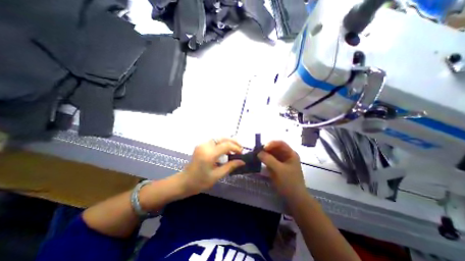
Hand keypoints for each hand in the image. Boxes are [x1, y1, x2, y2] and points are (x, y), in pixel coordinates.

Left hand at [180, 138, 243, 195]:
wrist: (184, 182)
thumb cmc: (200, 182)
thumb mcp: (217, 176)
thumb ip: (230, 166)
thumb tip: (242, 162)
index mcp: (209, 154)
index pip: (226, 145)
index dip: (236, 147)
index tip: (242, 153)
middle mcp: (205, 146)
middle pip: (223, 138)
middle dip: (233, 142)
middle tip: (240, 149)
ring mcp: (202, 145)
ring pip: (219, 139)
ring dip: (228, 142)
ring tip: (235, 150)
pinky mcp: (201, 146)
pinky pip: (214, 142)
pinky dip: (222, 144)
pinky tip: (226, 151)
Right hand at [260, 142, 307, 198]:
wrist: (294, 199)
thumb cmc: (289, 183)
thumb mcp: (279, 170)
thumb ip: (269, 160)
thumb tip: (258, 152)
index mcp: (290, 154)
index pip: (280, 144)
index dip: (271, 144)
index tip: (263, 148)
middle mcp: (286, 156)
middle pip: (275, 148)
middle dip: (266, 149)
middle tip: (257, 151)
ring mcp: (282, 161)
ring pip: (272, 154)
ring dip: (264, 154)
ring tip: (256, 155)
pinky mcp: (277, 167)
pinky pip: (270, 160)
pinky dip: (265, 159)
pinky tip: (259, 160)